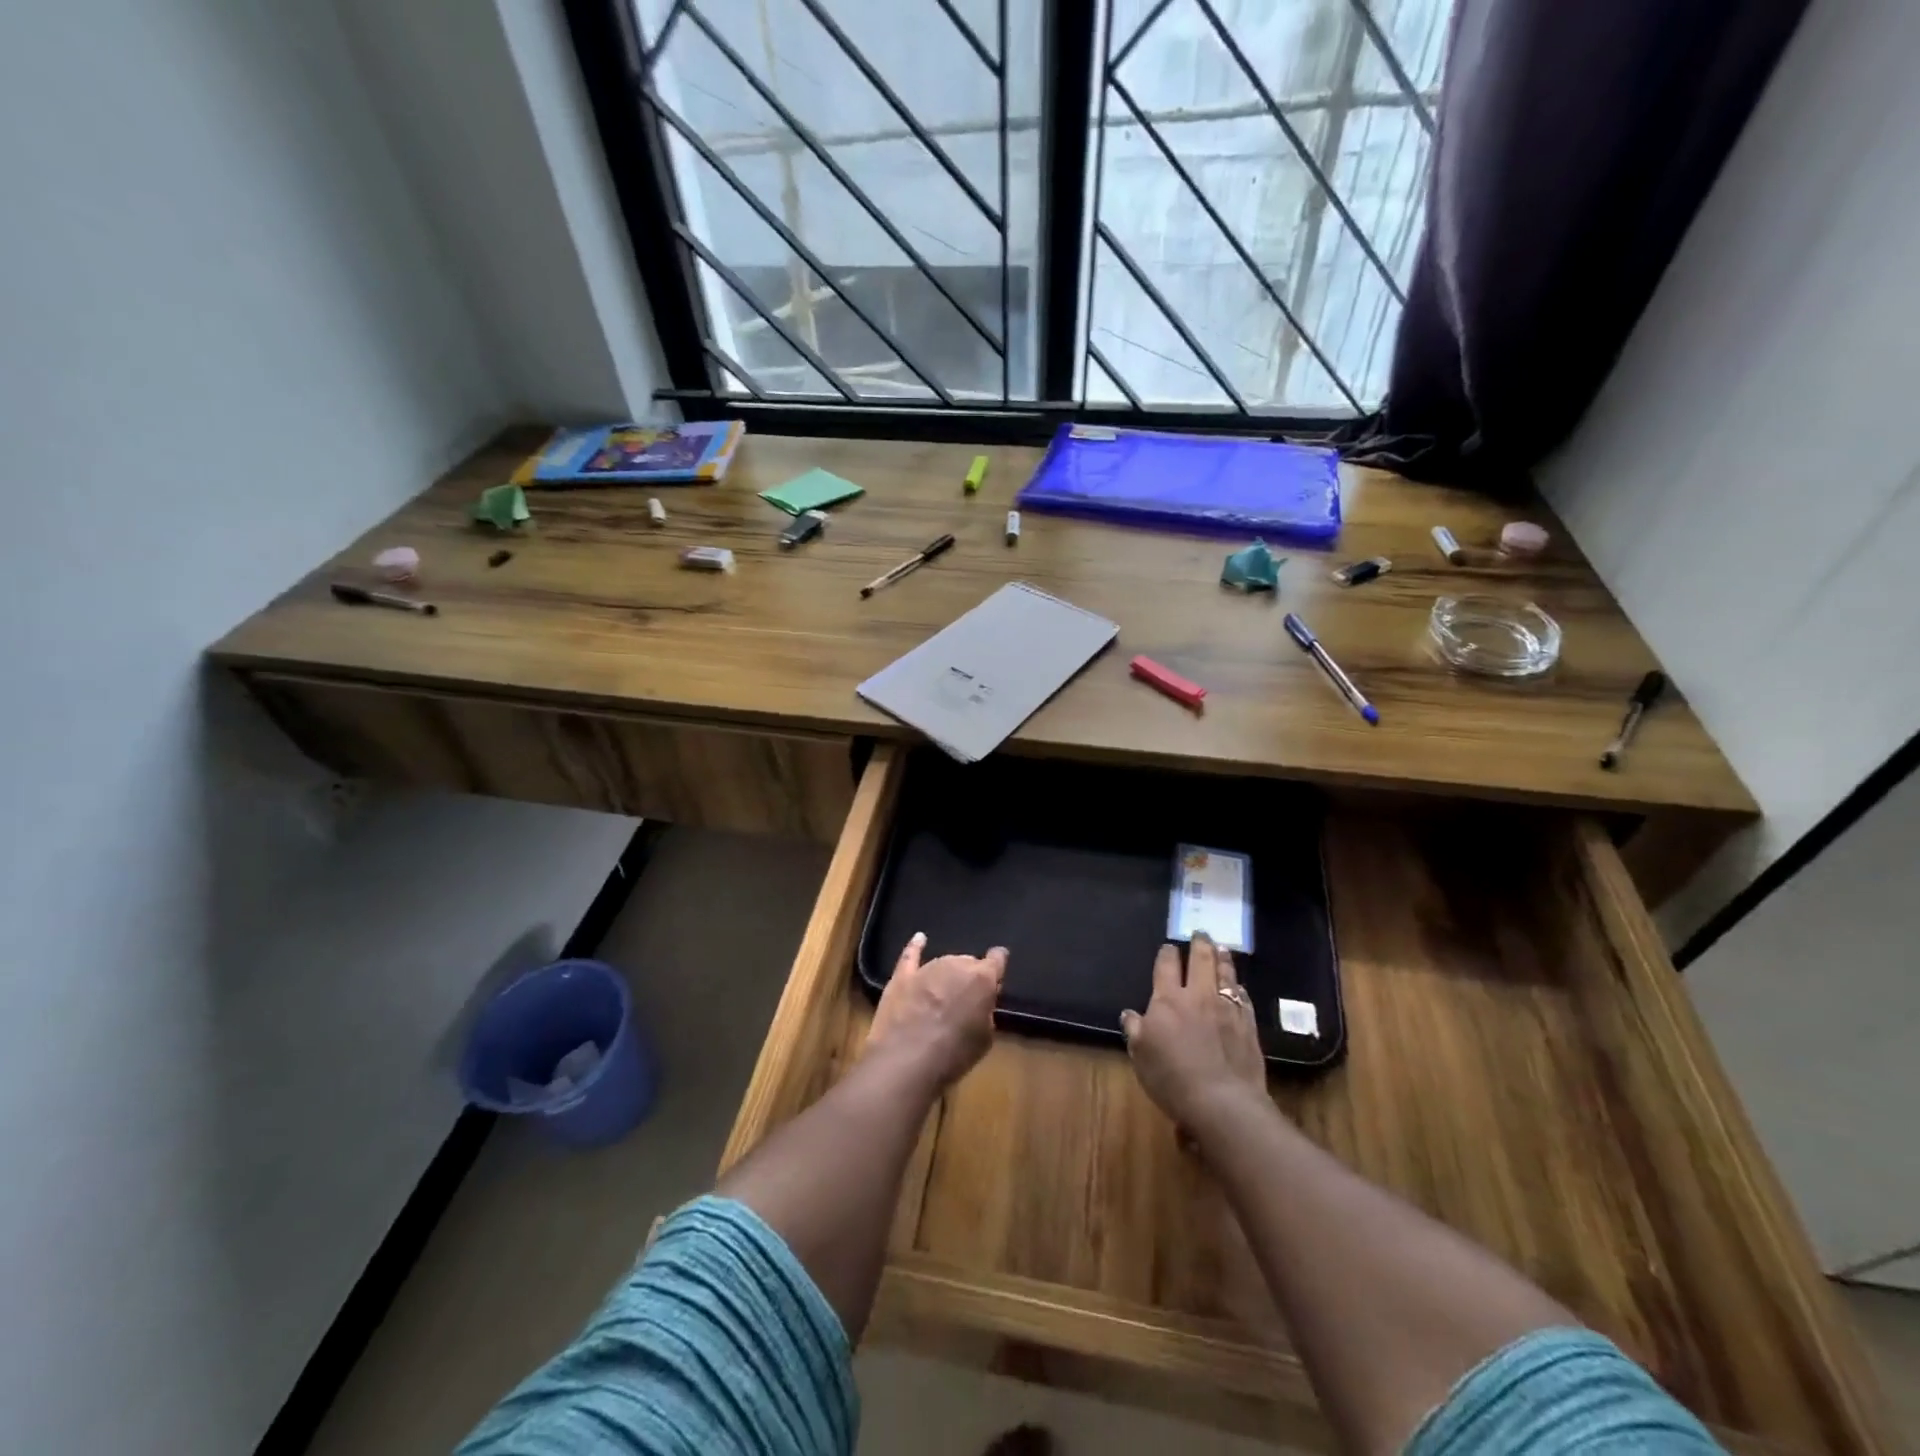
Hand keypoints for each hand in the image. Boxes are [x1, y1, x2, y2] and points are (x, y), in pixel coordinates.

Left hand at [864, 933, 1005, 1093]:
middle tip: (966, 1001)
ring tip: (944, 996)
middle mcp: (956, 964)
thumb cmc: (954, 1054)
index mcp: (982, 978)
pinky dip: (915, 947)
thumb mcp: (985, 1038)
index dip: (998, 965)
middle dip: (969, 978)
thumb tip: (980, 1003)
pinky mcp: (902, 976)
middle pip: (968, 963)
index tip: (998, 973)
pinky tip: (919, 938)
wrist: (906, 1060)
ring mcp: (927, 968)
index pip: (997, 959)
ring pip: (944, 963)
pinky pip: (910, 955)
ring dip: (947, 975)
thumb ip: (986, 1012)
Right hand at [1121, 934, 1267, 1134]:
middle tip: (1200, 933)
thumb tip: (1130, 1014)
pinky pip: (1244, 998)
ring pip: (1225, 974)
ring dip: (1223, 958)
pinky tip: (1239, 986)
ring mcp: (1227, 1009)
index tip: (1169, 947)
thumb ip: (1135, 1030)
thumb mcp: (1141, 1056)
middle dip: (1199, 944)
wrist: (1222, 1102)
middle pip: (1200, 961)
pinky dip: (1239, 987)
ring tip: (1222, 948)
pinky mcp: (1248, 1025)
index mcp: (1167, 1000)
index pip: (1166, 966)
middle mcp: (1198, 996)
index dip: (1167, 954)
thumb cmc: (1172, 1079)